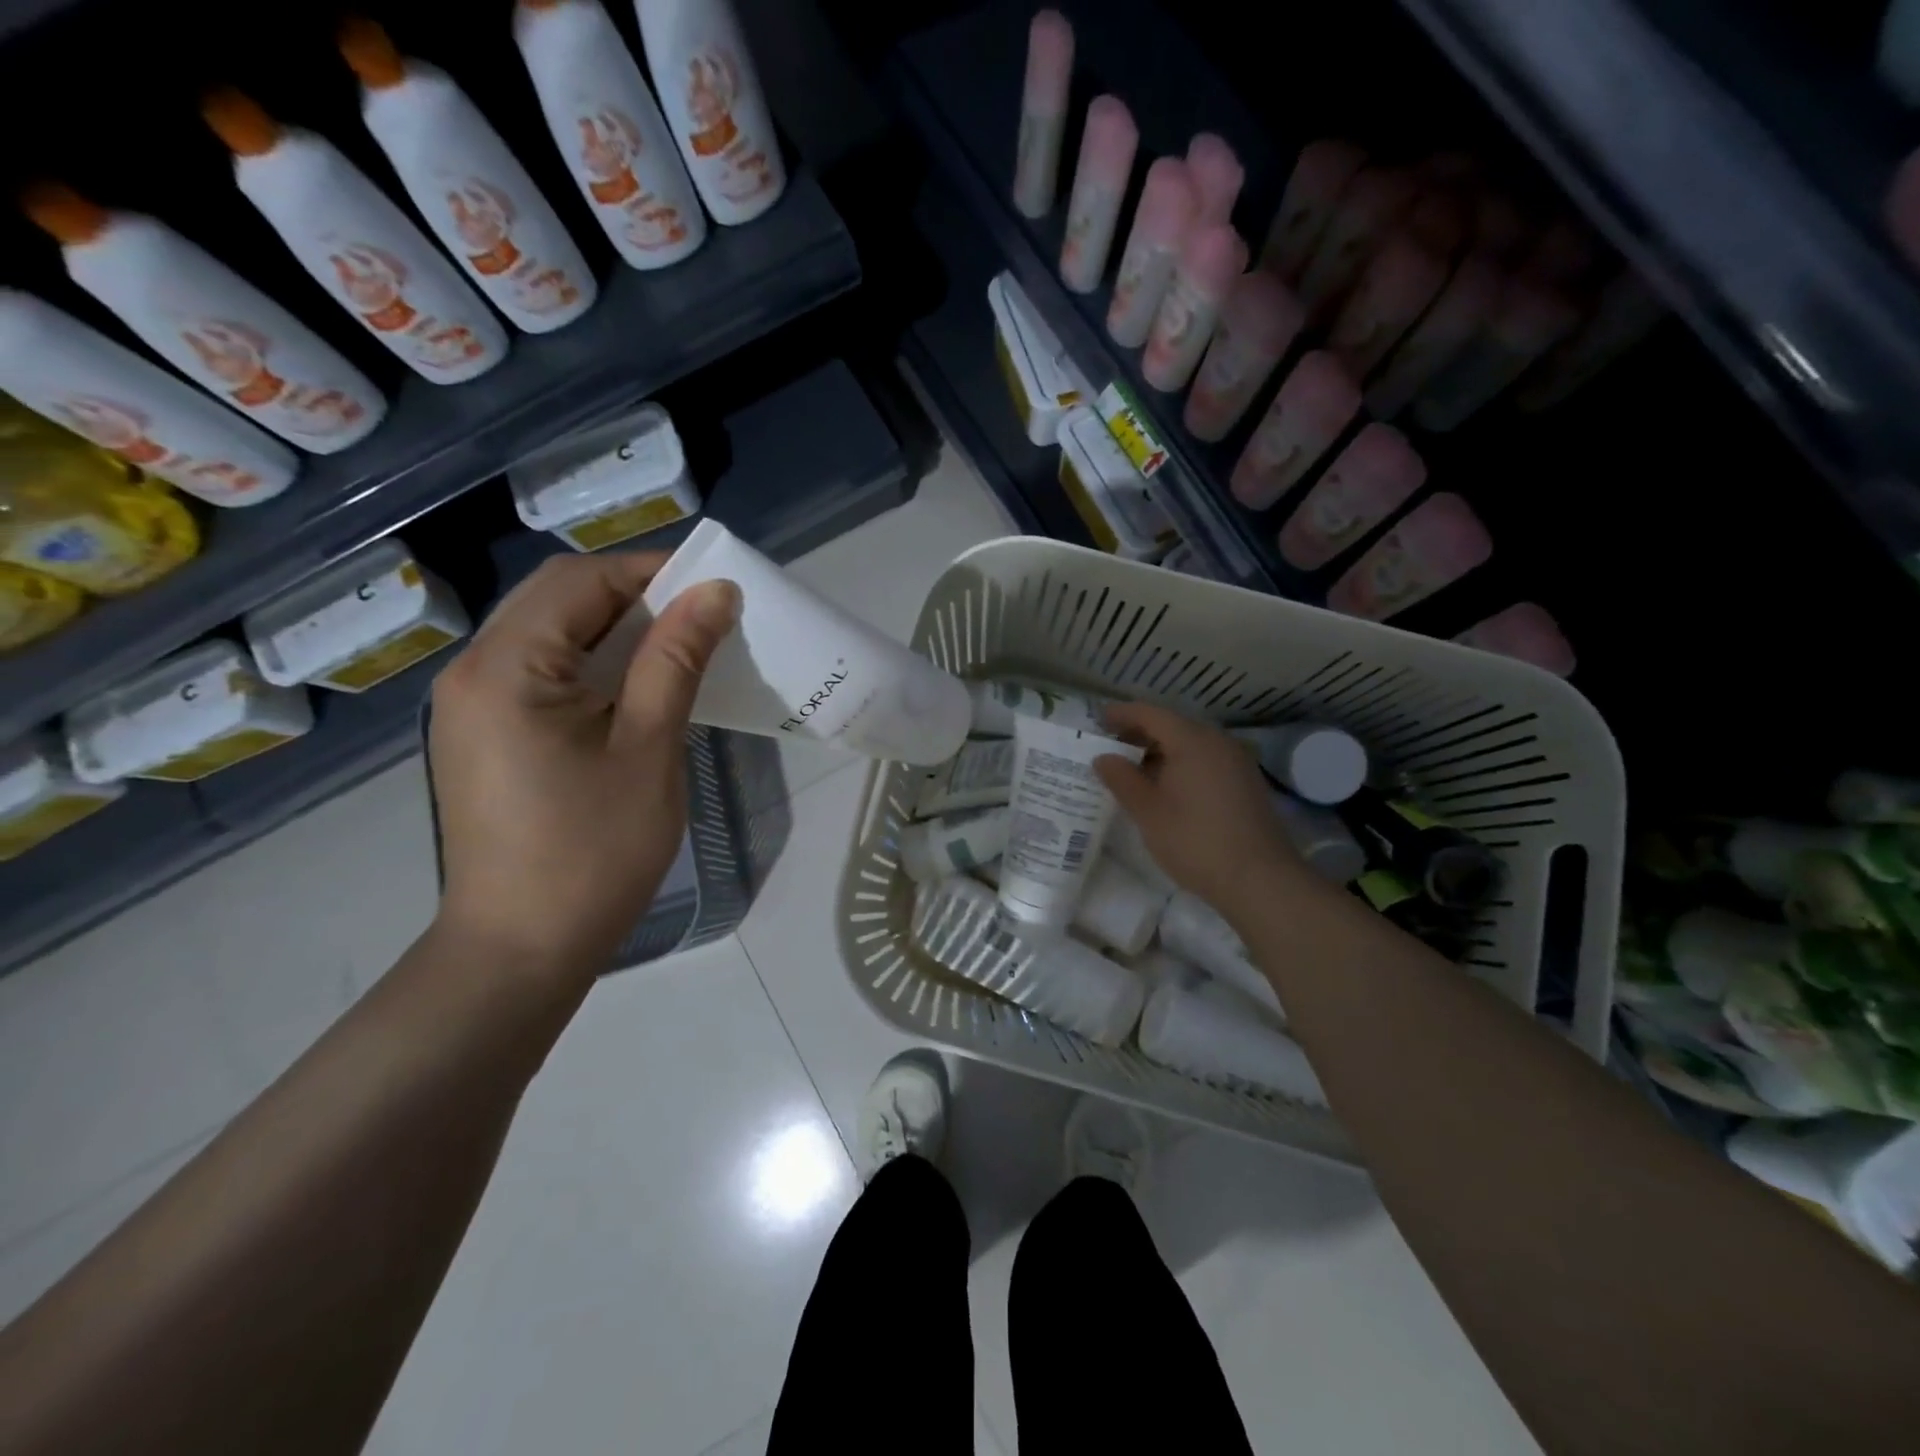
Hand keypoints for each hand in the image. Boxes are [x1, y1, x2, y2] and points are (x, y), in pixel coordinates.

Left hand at [428, 553, 740, 983]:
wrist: (523, 946)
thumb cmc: (594, 850)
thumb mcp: (649, 747)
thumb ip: (677, 659)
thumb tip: (715, 592)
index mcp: (506, 667)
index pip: (579, 580)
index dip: (650, 571)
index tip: (713, 588)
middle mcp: (473, 670)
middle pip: (557, 599)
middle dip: (633, 595)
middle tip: (701, 619)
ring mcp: (470, 704)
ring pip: (548, 632)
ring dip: (614, 628)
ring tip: (677, 649)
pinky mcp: (483, 733)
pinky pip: (539, 670)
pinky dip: (591, 663)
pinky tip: (633, 688)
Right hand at [1095, 702, 1318, 918]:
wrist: (1259, 880)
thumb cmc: (1195, 841)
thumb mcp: (1148, 811)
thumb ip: (1122, 779)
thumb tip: (1103, 758)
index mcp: (1192, 741)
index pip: (1151, 714)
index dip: (1122, 714)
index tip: (1097, 719)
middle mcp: (1218, 742)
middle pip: (1173, 725)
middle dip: (1140, 733)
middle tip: (1110, 745)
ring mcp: (1236, 762)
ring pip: (1191, 744)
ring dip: (1160, 751)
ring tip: (1133, 769)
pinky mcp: (1245, 783)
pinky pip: (1206, 760)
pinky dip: (1181, 764)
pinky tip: (1166, 787)